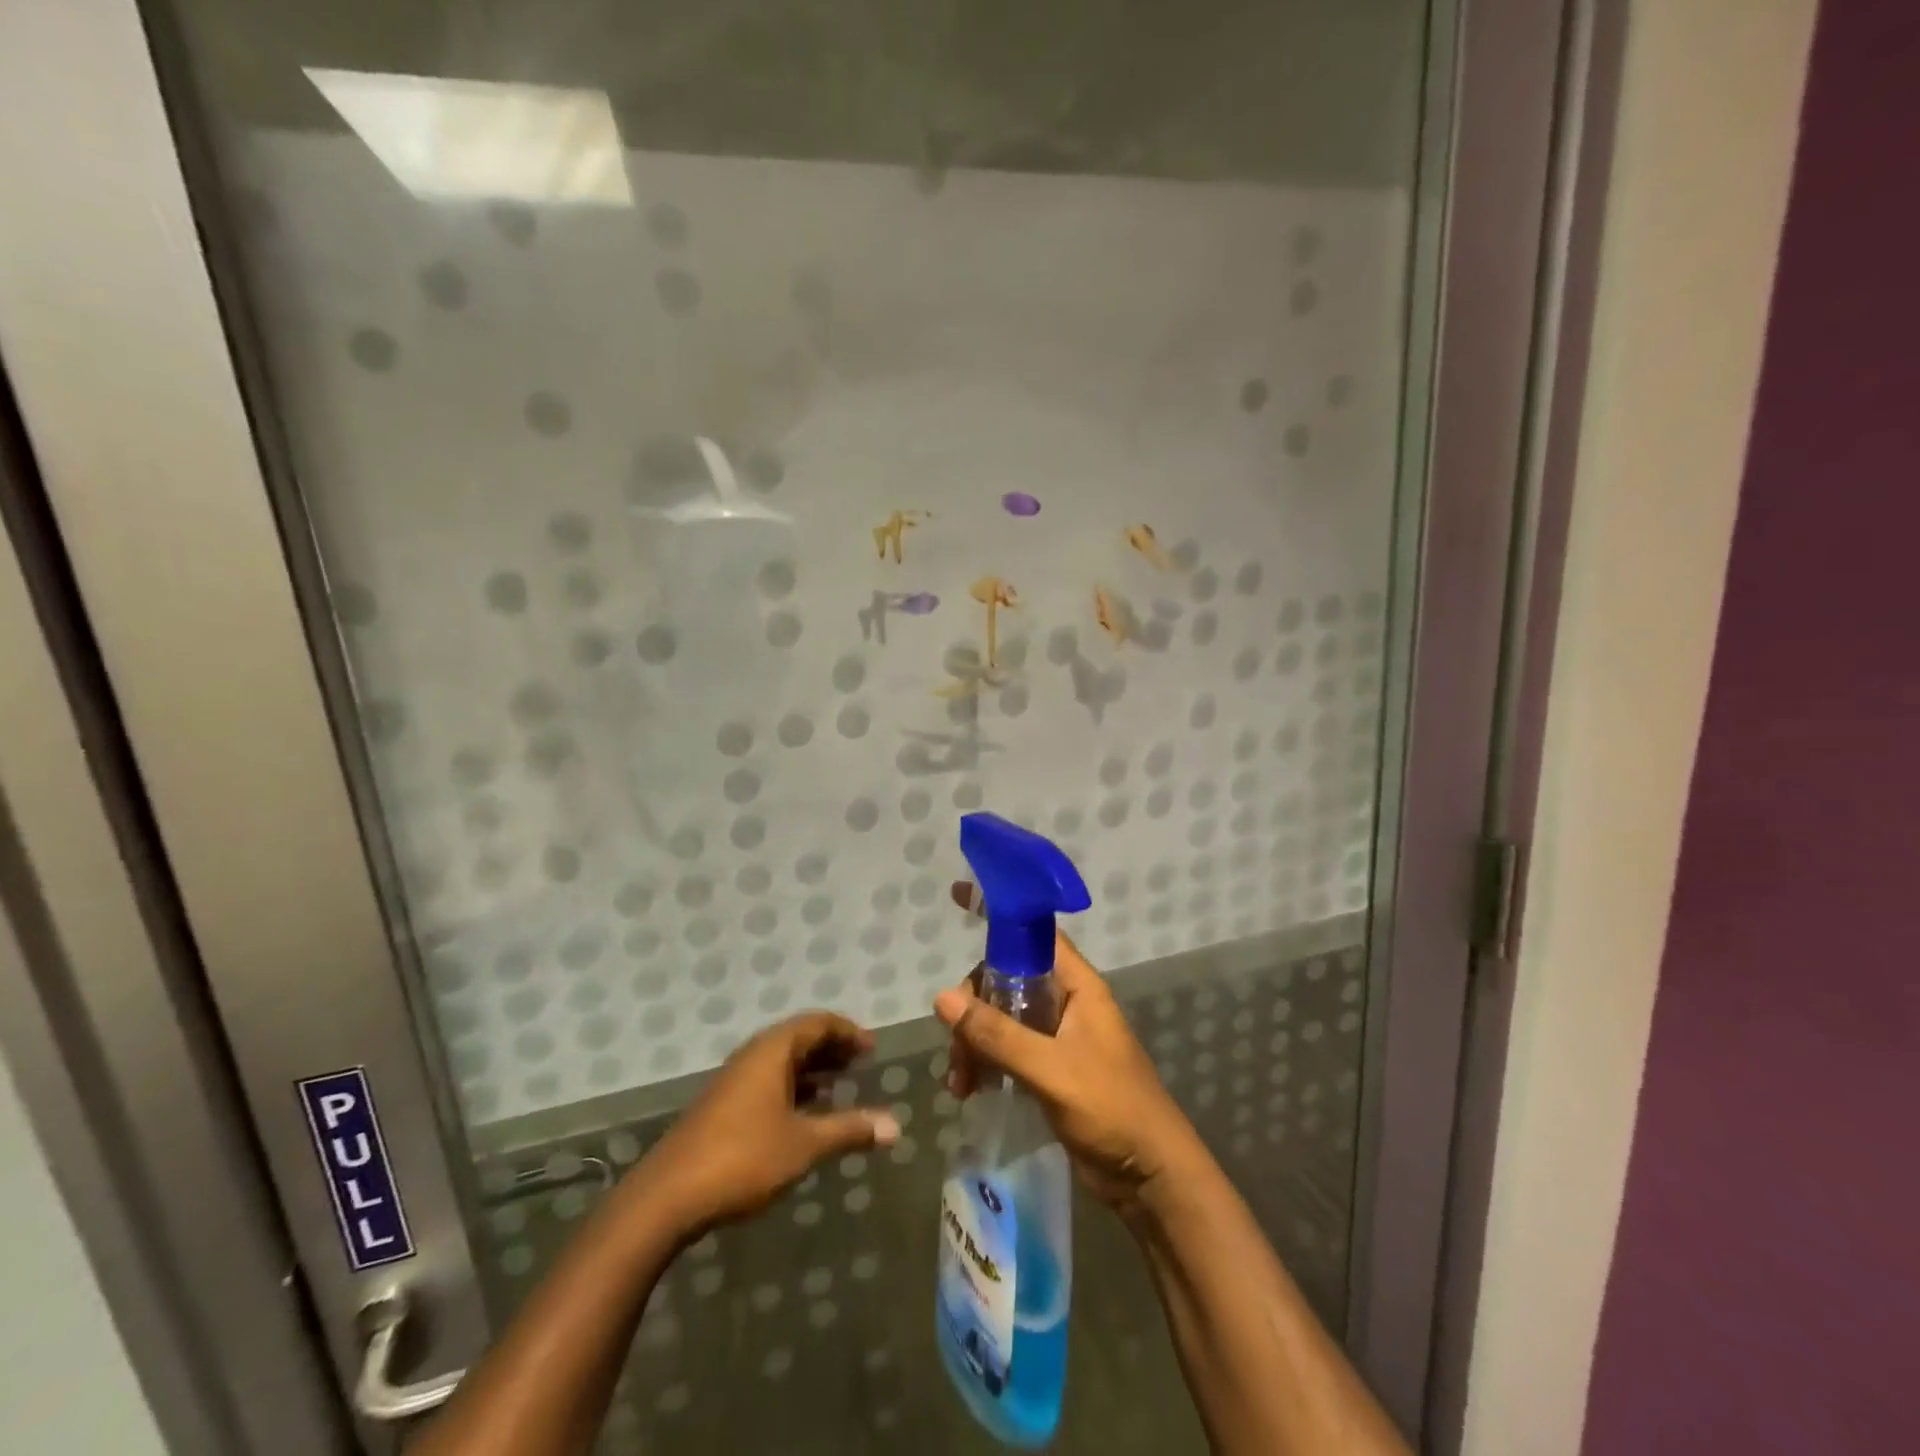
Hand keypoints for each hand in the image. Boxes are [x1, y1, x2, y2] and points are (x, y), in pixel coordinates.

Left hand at [634, 1012, 899, 1239]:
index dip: (847, 1031)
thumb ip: (850, 1130)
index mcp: (772, 1051)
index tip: (871, 1048)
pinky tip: (803, 1115)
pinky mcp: (722, 1109)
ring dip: (811, 1070)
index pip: (816, 1023)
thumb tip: (895, 1127)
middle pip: (798, 1039)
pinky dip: (792, 1088)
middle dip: (830, 1048)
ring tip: (838, 1086)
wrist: (666, 1198)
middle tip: (859, 1064)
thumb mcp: (805, 1144)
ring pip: (780, 1063)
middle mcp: (752, 1057)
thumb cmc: (743, 1158)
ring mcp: (733, 1083)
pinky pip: (767, 1083)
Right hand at [934, 884, 1201, 1214]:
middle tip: (957, 1046)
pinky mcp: (1050, 1068)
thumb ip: (998, 1036)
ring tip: (960, 1083)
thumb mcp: (1051, 1070)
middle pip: (1006, 979)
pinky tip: (969, 1091)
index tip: (957, 899)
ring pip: (1002, 1017)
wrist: (1151, 1178)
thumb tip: (942, 998)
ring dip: (975, 1042)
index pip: (1035, 933)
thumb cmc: (1112, 1109)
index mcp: (1078, 986)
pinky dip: (985, 1064)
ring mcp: (1057, 1037)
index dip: (999, 914)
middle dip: (974, 1007)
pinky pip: (1007, 1050)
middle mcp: (1066, 1003)